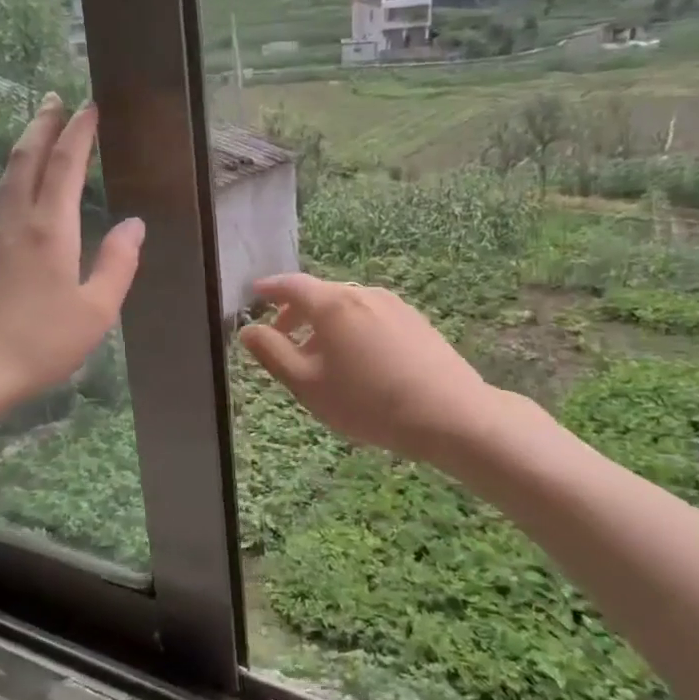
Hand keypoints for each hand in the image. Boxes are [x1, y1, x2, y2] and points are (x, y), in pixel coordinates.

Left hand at [0, 95, 143, 422]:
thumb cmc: (39, 343)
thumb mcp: (95, 311)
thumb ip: (117, 264)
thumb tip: (135, 224)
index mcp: (49, 229)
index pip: (65, 165)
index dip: (78, 132)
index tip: (89, 106)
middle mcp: (16, 220)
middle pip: (26, 158)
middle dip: (43, 124)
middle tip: (55, 98)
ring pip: (7, 175)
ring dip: (24, 145)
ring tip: (37, 129)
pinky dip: (14, 174)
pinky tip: (18, 184)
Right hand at [238, 274, 497, 464]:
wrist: (450, 415)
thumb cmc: (368, 402)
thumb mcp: (307, 384)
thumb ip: (273, 354)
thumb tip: (248, 330)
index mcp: (332, 304)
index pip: (291, 285)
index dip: (270, 289)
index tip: (255, 294)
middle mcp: (362, 293)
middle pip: (320, 295)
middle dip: (297, 313)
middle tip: (283, 339)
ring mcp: (394, 304)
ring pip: (347, 307)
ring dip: (325, 325)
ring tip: (322, 360)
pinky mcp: (416, 320)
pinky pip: (371, 316)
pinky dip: (352, 329)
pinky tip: (360, 363)